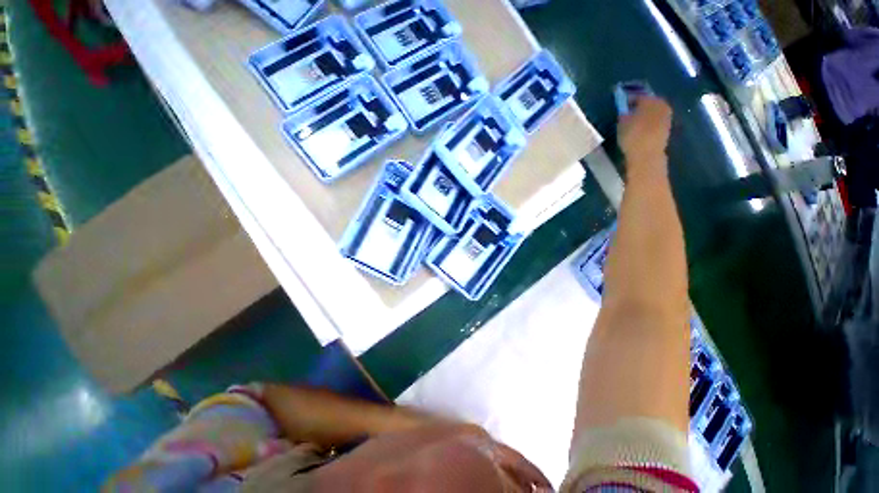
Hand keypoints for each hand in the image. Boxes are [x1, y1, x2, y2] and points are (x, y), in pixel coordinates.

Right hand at [618, 97, 672, 178]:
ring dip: (643, 117)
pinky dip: (647, 125)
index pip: (637, 96)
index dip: (627, 100)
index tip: (619, 106)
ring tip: (632, 123)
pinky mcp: (666, 130)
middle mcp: (662, 105)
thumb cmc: (632, 136)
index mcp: (651, 99)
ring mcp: (667, 118)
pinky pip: (654, 123)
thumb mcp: (622, 122)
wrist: (647, 155)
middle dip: (638, 107)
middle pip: (648, 103)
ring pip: (652, 113)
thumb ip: (623, 112)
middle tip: (626, 114)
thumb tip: (624, 108)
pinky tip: (639, 131)